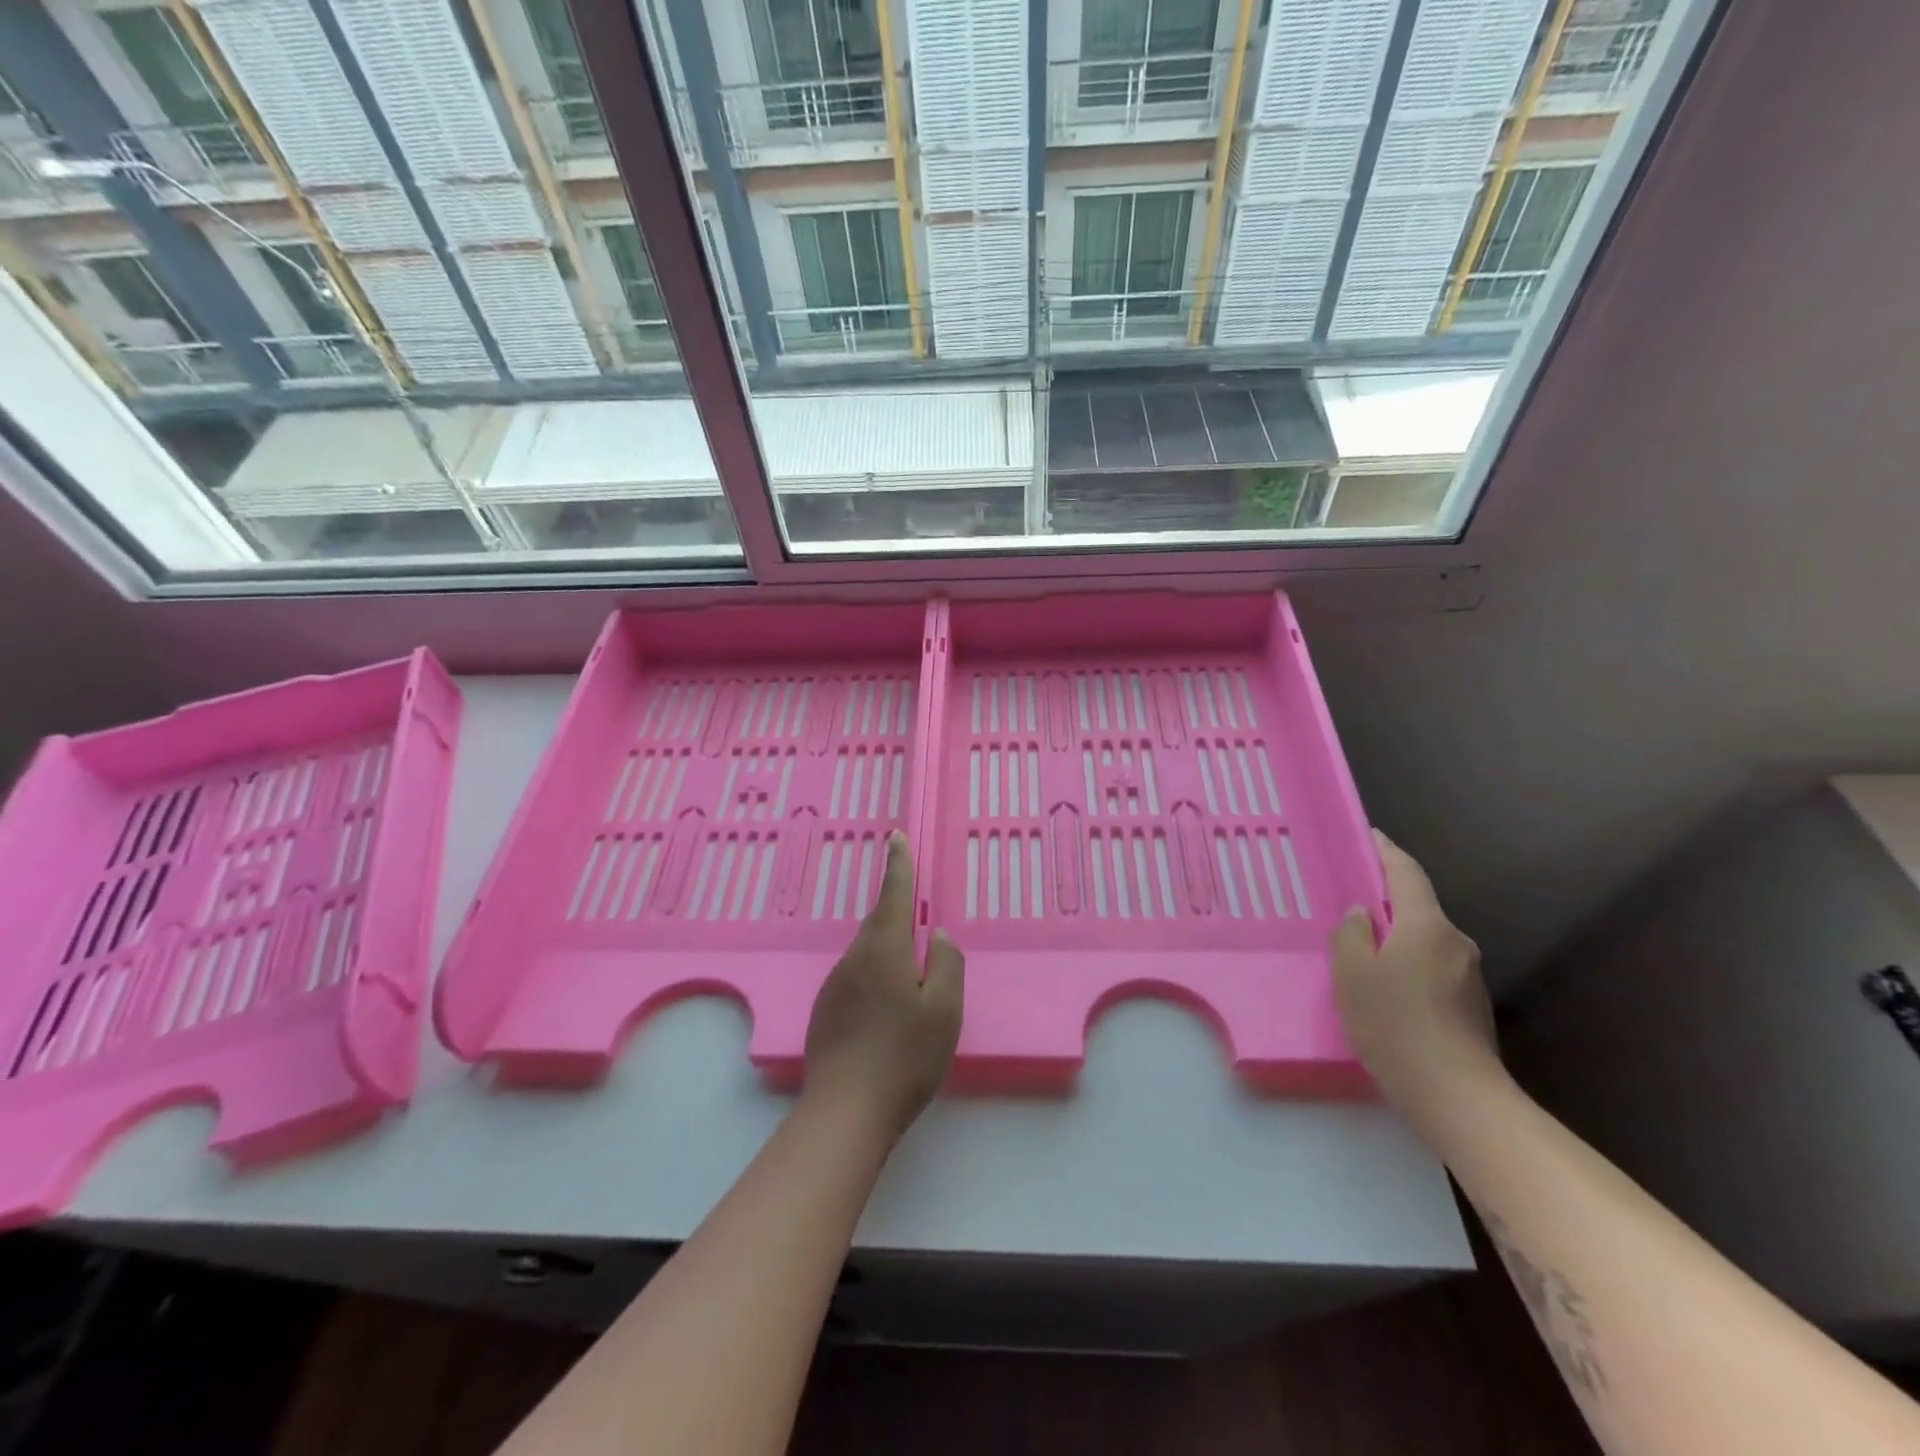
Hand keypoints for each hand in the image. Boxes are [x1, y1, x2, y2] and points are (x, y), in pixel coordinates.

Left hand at [803, 831, 963, 1142]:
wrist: (845, 1112)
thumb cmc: (905, 1056)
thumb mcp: (944, 1009)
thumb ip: (948, 964)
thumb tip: (940, 936)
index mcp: (884, 949)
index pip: (894, 894)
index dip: (898, 864)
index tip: (896, 836)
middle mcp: (854, 958)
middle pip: (879, 925)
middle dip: (898, 918)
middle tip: (921, 929)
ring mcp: (834, 986)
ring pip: (867, 955)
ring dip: (888, 956)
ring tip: (910, 986)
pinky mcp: (824, 1012)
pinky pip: (856, 981)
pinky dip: (874, 982)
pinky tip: (886, 1016)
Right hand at [1331, 831, 1501, 1109]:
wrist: (1456, 1095)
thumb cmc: (1394, 1023)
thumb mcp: (1352, 973)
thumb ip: (1351, 934)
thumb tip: (1363, 915)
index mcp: (1427, 925)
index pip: (1407, 873)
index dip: (1387, 851)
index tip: (1370, 836)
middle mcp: (1455, 941)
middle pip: (1418, 907)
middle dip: (1388, 901)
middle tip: (1351, 903)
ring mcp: (1468, 975)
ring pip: (1424, 940)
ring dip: (1397, 938)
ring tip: (1362, 952)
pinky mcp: (1471, 1005)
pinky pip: (1432, 967)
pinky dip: (1408, 965)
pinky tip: (1386, 989)